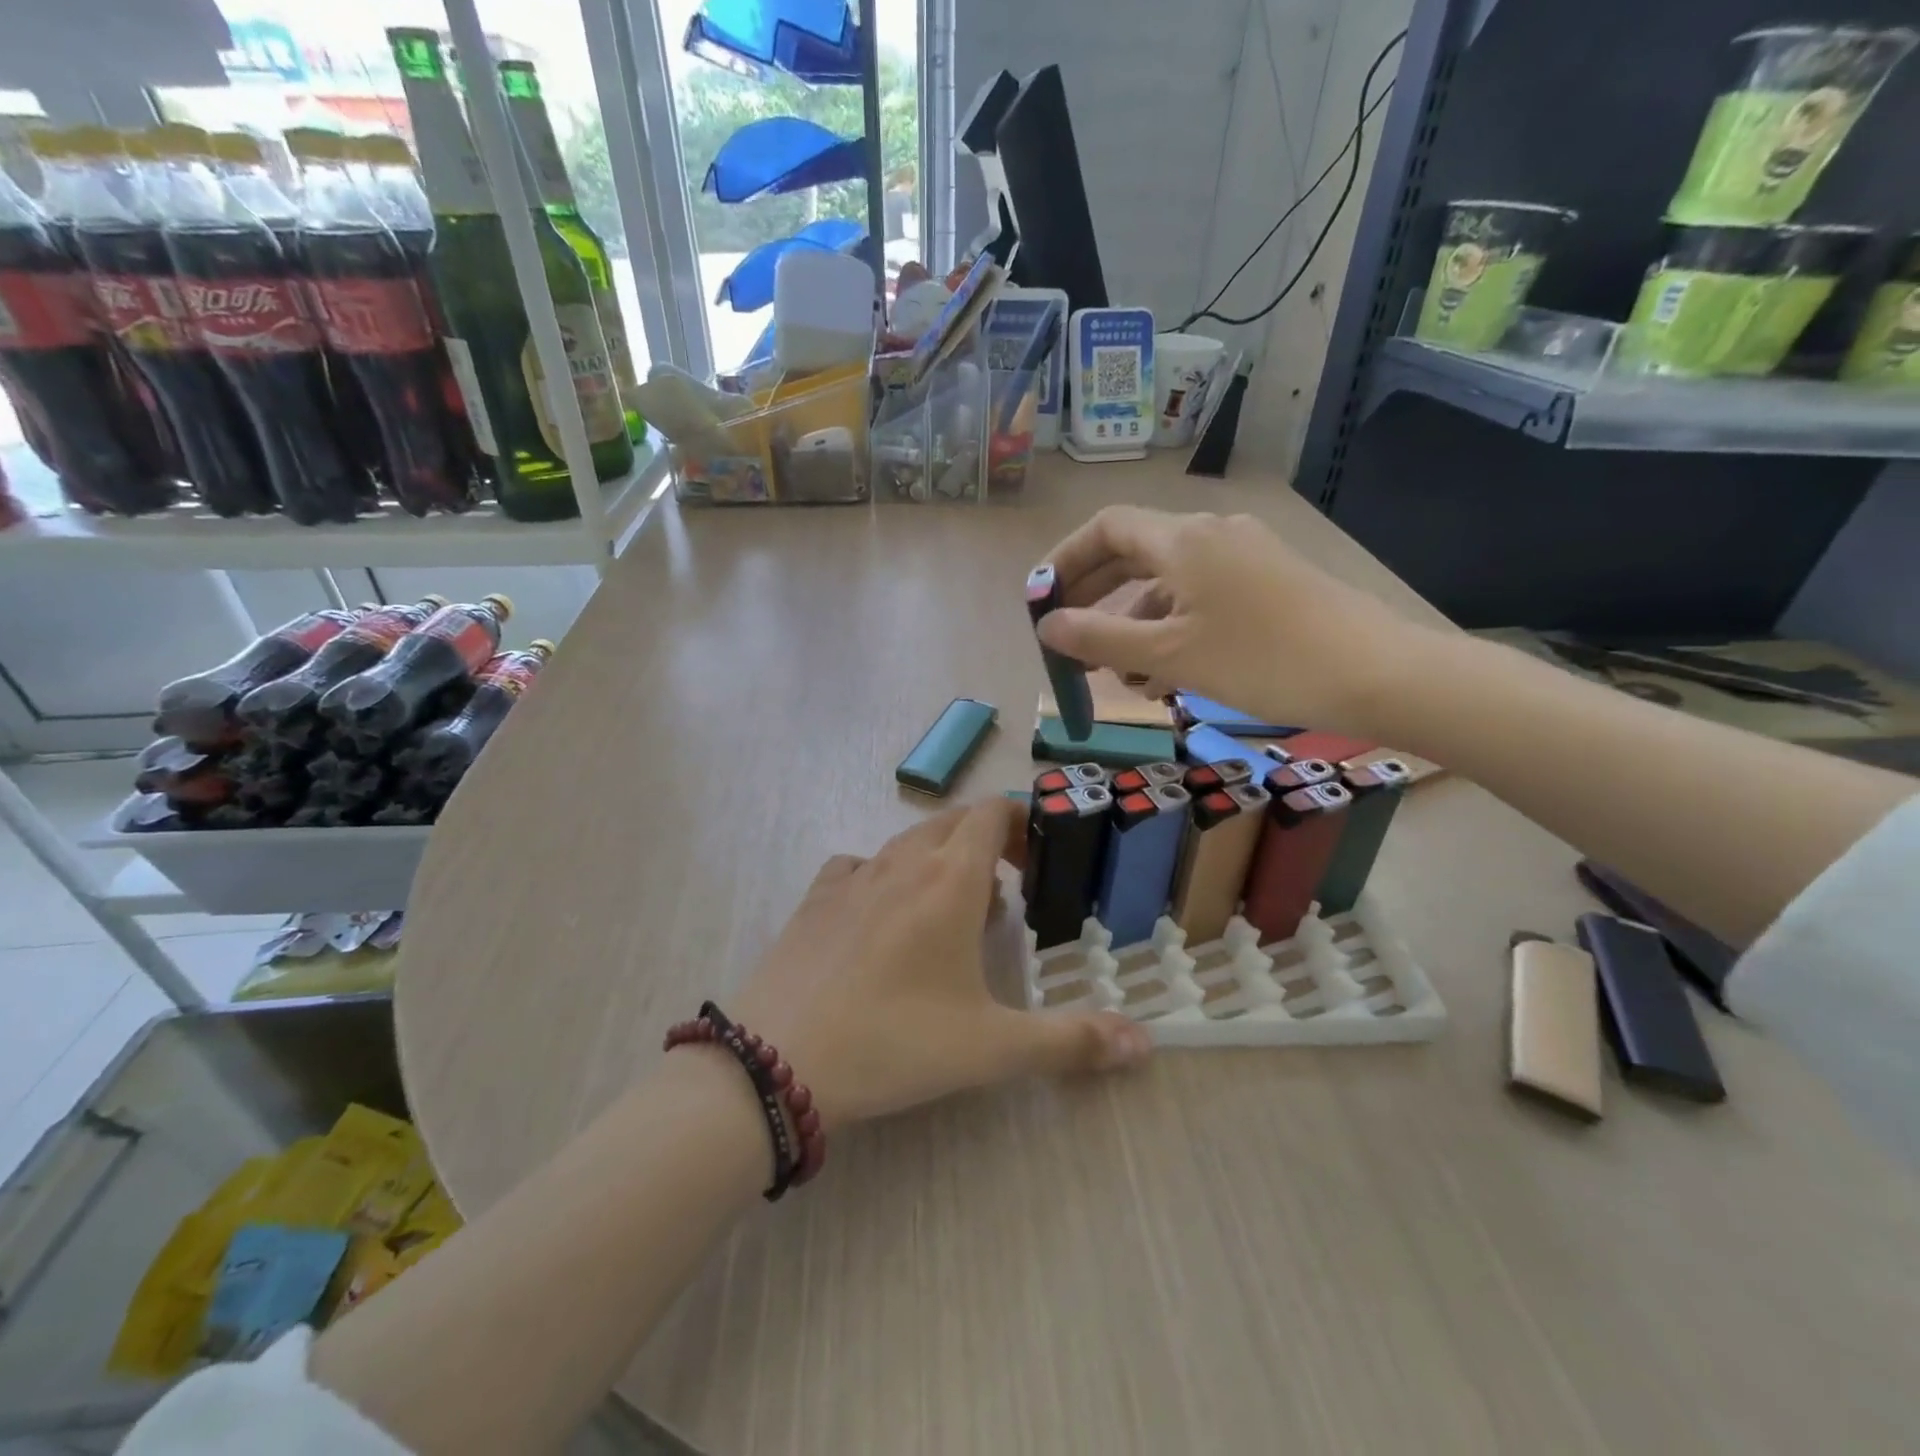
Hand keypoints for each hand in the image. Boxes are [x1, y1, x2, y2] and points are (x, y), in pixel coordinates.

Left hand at [732, 798, 1150, 1128]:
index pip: (991, 814)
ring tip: (952, 909)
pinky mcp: (815, 899)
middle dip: (986, 839)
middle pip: (952, 820)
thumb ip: (1072, 1041)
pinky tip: (884, 914)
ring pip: (906, 840)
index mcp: (948, 881)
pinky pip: (859, 865)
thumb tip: (1146, 1044)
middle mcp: (901, 863)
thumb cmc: (894, 1044)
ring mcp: (853, 877)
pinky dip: (884, 874)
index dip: (1021, 823)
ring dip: (938, 857)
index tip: (1038, 862)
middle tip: (1007, 889)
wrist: (778, 1062)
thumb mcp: (991, 1049)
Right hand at [1038, 505, 1423, 736]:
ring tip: (1120, 678)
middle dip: (1095, 598)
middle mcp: (1210, 535)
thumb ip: (1099, 638)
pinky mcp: (1268, 584)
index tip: (1040, 601)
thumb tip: (1047, 626)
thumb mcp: (1169, 654)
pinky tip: (1167, 677)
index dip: (1065, 561)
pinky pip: (1200, 599)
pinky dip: (1172, 630)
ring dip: (1134, 625)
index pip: (1105, 528)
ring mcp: (1243, 558)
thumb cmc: (1261, 659)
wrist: (1375, 674)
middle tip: (1068, 639)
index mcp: (1182, 539)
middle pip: (1133, 554)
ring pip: (1168, 584)